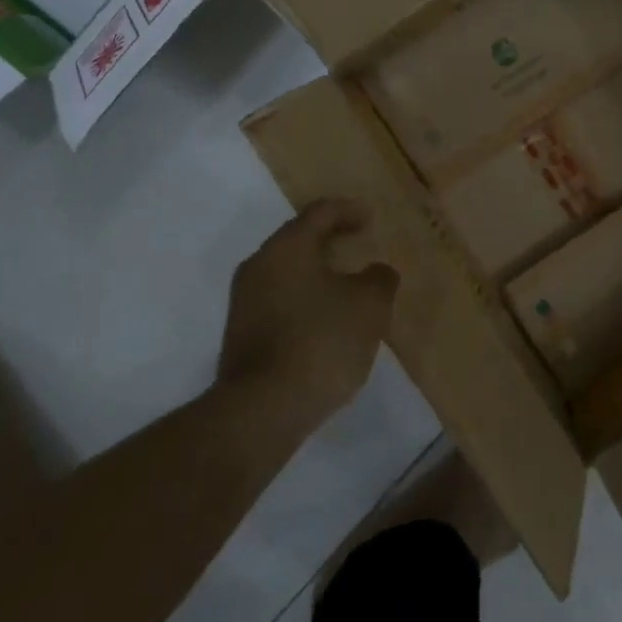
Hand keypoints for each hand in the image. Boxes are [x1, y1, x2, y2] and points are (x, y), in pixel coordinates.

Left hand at [218, 200, 398, 429]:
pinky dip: (305, 299)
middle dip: (331, 241)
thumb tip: (374, 272)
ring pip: (288, 272)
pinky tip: (326, 320)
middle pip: (299, 240)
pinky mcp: (242, 334)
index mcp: (288, 247)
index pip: (320, 213)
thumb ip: (379, 278)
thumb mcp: (369, 305)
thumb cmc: (321, 341)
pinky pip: (280, 300)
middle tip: (359, 246)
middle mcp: (259, 265)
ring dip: (317, 273)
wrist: (262, 410)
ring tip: (347, 286)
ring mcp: (245, 301)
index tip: (371, 218)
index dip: (348, 211)